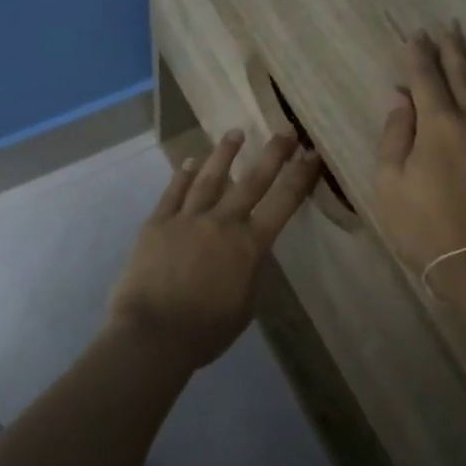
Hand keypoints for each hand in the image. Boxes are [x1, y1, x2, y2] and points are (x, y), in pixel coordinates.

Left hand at [108, 131, 319, 371]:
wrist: (153, 334)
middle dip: (272, 154)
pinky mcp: (157, 223)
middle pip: (251, 181)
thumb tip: (245, 253)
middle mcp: (222, 223)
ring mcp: (187, 219)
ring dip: (224, 154)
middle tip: (285, 131)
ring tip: (235, 133)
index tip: (312, 155)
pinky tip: (189, 161)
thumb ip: (248, 272)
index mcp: (249, 246)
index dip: (300, 177)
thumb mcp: (244, 305)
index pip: (283, 204)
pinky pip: (173, 193)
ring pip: (209, 178)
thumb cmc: (205, 331)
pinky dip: (182, 175)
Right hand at [370, 25, 465, 290]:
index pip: (426, 78)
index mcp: (439, 125)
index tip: (413, 35)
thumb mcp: (390, 185)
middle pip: (461, 74)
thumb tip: (400, 99)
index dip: (417, 55)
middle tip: (444, 26)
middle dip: (450, 49)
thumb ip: (394, 136)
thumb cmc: (426, 228)